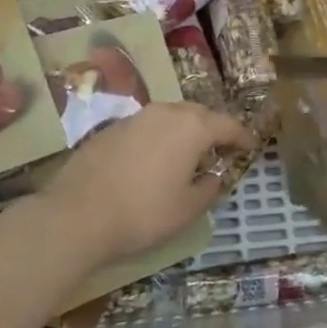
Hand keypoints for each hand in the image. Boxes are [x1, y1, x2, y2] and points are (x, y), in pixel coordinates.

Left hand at [20, 103, 254, 272]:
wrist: (77, 215)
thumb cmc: (143, 213)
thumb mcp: (187, 209)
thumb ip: (209, 188)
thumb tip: (213, 176)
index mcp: (192, 127)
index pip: (228, 125)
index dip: (242, 137)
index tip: (250, 147)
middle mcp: (166, 112)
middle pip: (198, 114)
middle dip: (212, 130)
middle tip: (219, 151)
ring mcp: (135, 117)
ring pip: (170, 117)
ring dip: (183, 132)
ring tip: (186, 156)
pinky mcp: (110, 128)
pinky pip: (145, 127)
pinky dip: (157, 138)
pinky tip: (151, 162)